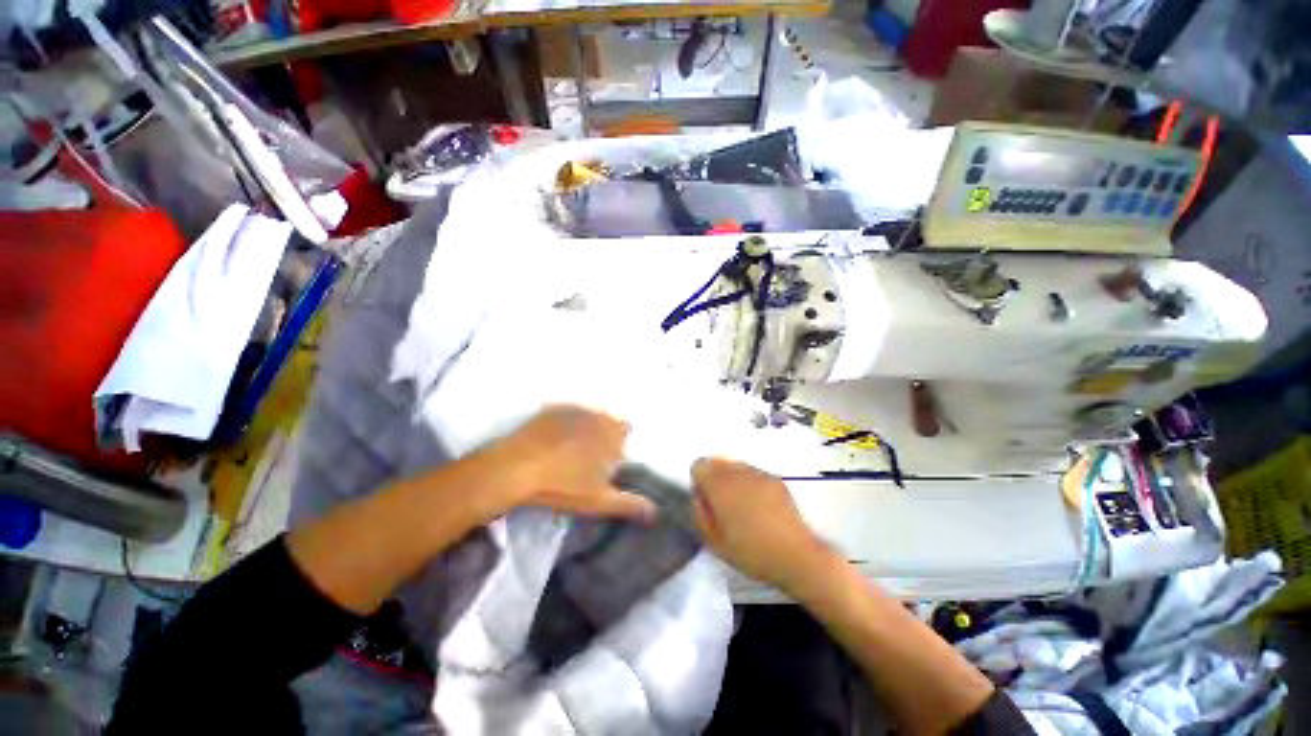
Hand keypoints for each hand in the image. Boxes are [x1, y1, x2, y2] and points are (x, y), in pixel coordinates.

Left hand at [478, 405, 657, 522]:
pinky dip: (567, 421)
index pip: (627, 429)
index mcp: (613, 433)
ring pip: (590, 413)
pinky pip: (568, 410)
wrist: (516, 467)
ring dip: (587, 425)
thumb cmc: (563, 484)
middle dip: (605, 433)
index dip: (620, 443)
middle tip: (590, 455)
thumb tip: (657, 512)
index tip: (609, 459)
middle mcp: (598, 414)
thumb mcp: (599, 500)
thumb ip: (630, 504)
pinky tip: (554, 438)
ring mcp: (574, 408)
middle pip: (609, 419)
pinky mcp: (553, 407)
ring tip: (571, 447)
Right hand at [691, 458, 835, 594]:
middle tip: (723, 507)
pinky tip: (761, 509)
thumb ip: (699, 514)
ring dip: (733, 481)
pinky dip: (751, 485)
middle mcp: (738, 471)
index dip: (700, 483)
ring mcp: (759, 473)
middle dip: (716, 479)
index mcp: (719, 484)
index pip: (699, 465)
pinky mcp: (776, 479)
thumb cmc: (750, 552)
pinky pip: (754, 474)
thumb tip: (698, 497)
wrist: (795, 555)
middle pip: (717, 462)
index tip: (707, 503)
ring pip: (736, 467)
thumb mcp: (714, 542)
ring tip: (743, 508)